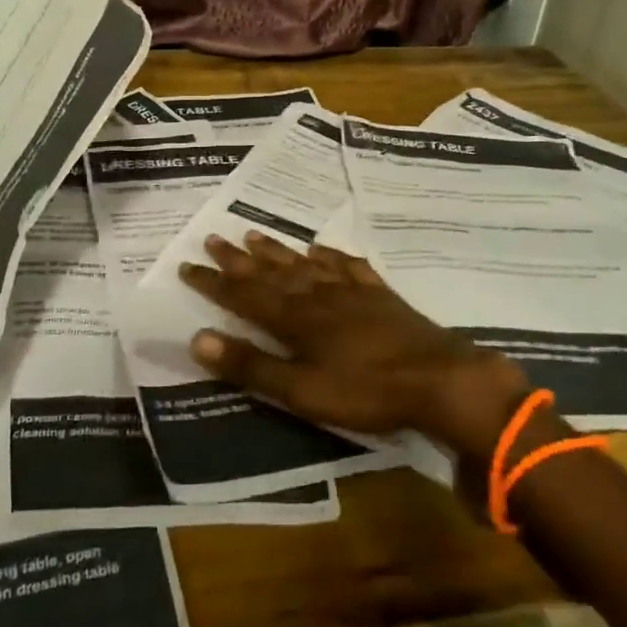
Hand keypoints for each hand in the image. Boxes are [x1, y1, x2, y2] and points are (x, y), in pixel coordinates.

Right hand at [180, 232, 531, 459]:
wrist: (438, 380)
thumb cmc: (366, 391)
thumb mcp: (302, 390)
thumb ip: (251, 365)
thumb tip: (197, 340)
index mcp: (296, 319)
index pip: (245, 295)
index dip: (215, 282)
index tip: (188, 265)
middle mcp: (318, 296)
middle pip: (272, 272)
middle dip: (239, 259)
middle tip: (213, 237)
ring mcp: (351, 291)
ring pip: (305, 264)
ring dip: (278, 250)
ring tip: (255, 234)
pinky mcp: (379, 294)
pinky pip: (348, 266)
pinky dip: (330, 256)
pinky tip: (322, 248)